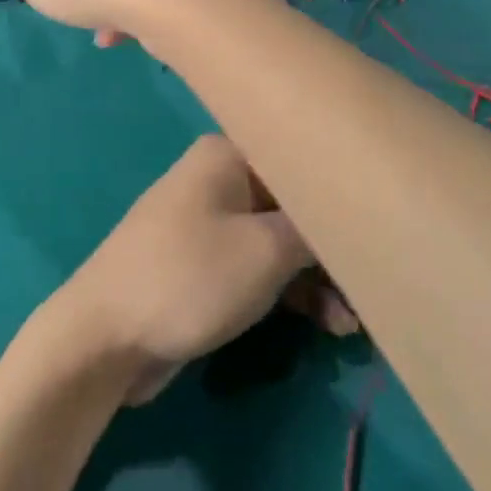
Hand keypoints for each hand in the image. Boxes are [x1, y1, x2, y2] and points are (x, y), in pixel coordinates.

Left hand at [43, 135, 355, 404]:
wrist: (105, 335)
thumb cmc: (189, 278)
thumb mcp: (265, 250)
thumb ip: (316, 230)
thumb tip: (352, 219)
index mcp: (228, 155)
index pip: (303, 160)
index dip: (345, 193)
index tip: (386, 227)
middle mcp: (220, 179)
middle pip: (296, 203)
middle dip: (336, 246)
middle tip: (376, 288)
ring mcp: (210, 223)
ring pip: (282, 240)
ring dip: (319, 278)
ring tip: (354, 323)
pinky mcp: (206, 264)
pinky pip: (260, 267)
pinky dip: (291, 291)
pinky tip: (327, 324)